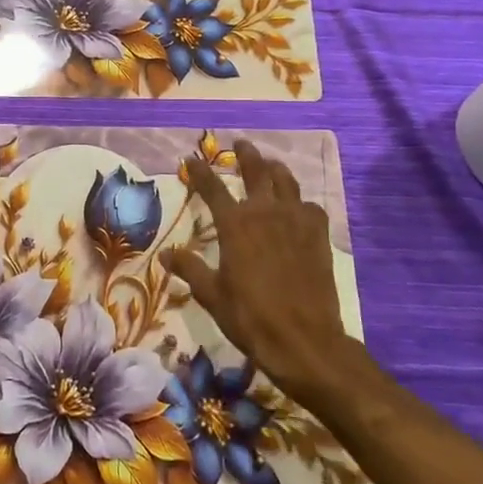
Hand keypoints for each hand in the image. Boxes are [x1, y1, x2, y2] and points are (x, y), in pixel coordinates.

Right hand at [164, 139, 360, 408]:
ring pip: (286, 181)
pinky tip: (299, 207)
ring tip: (271, 164)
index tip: (191, 159)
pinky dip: (301, 202)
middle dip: (246, 155)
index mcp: (235, 225)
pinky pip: (310, 207)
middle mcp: (264, 213)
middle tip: (240, 144)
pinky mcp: (318, 235)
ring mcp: (295, 221)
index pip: (212, 188)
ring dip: (276, 168)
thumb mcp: (211, 295)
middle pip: (256, 171)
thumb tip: (164, 254)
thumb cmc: (250, 317)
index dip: (200, 172)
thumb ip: (189, 269)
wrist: (304, 339)